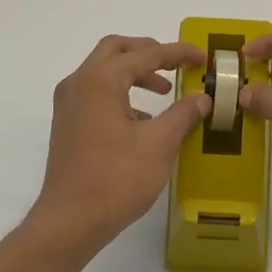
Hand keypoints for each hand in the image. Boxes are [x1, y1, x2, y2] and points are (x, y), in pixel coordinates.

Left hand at [28, 35, 209, 249]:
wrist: (71, 220)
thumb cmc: (117, 178)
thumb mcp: (159, 144)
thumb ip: (183, 114)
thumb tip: (202, 98)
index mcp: (100, 81)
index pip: (145, 54)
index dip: (177, 53)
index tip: (202, 58)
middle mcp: (79, 84)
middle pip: (116, 50)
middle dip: (149, 52)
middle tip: (176, 65)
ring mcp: (68, 105)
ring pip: (104, 72)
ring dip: (135, 75)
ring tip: (165, 93)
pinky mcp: (68, 125)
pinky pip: (96, 95)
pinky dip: (121, 95)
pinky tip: (143, 121)